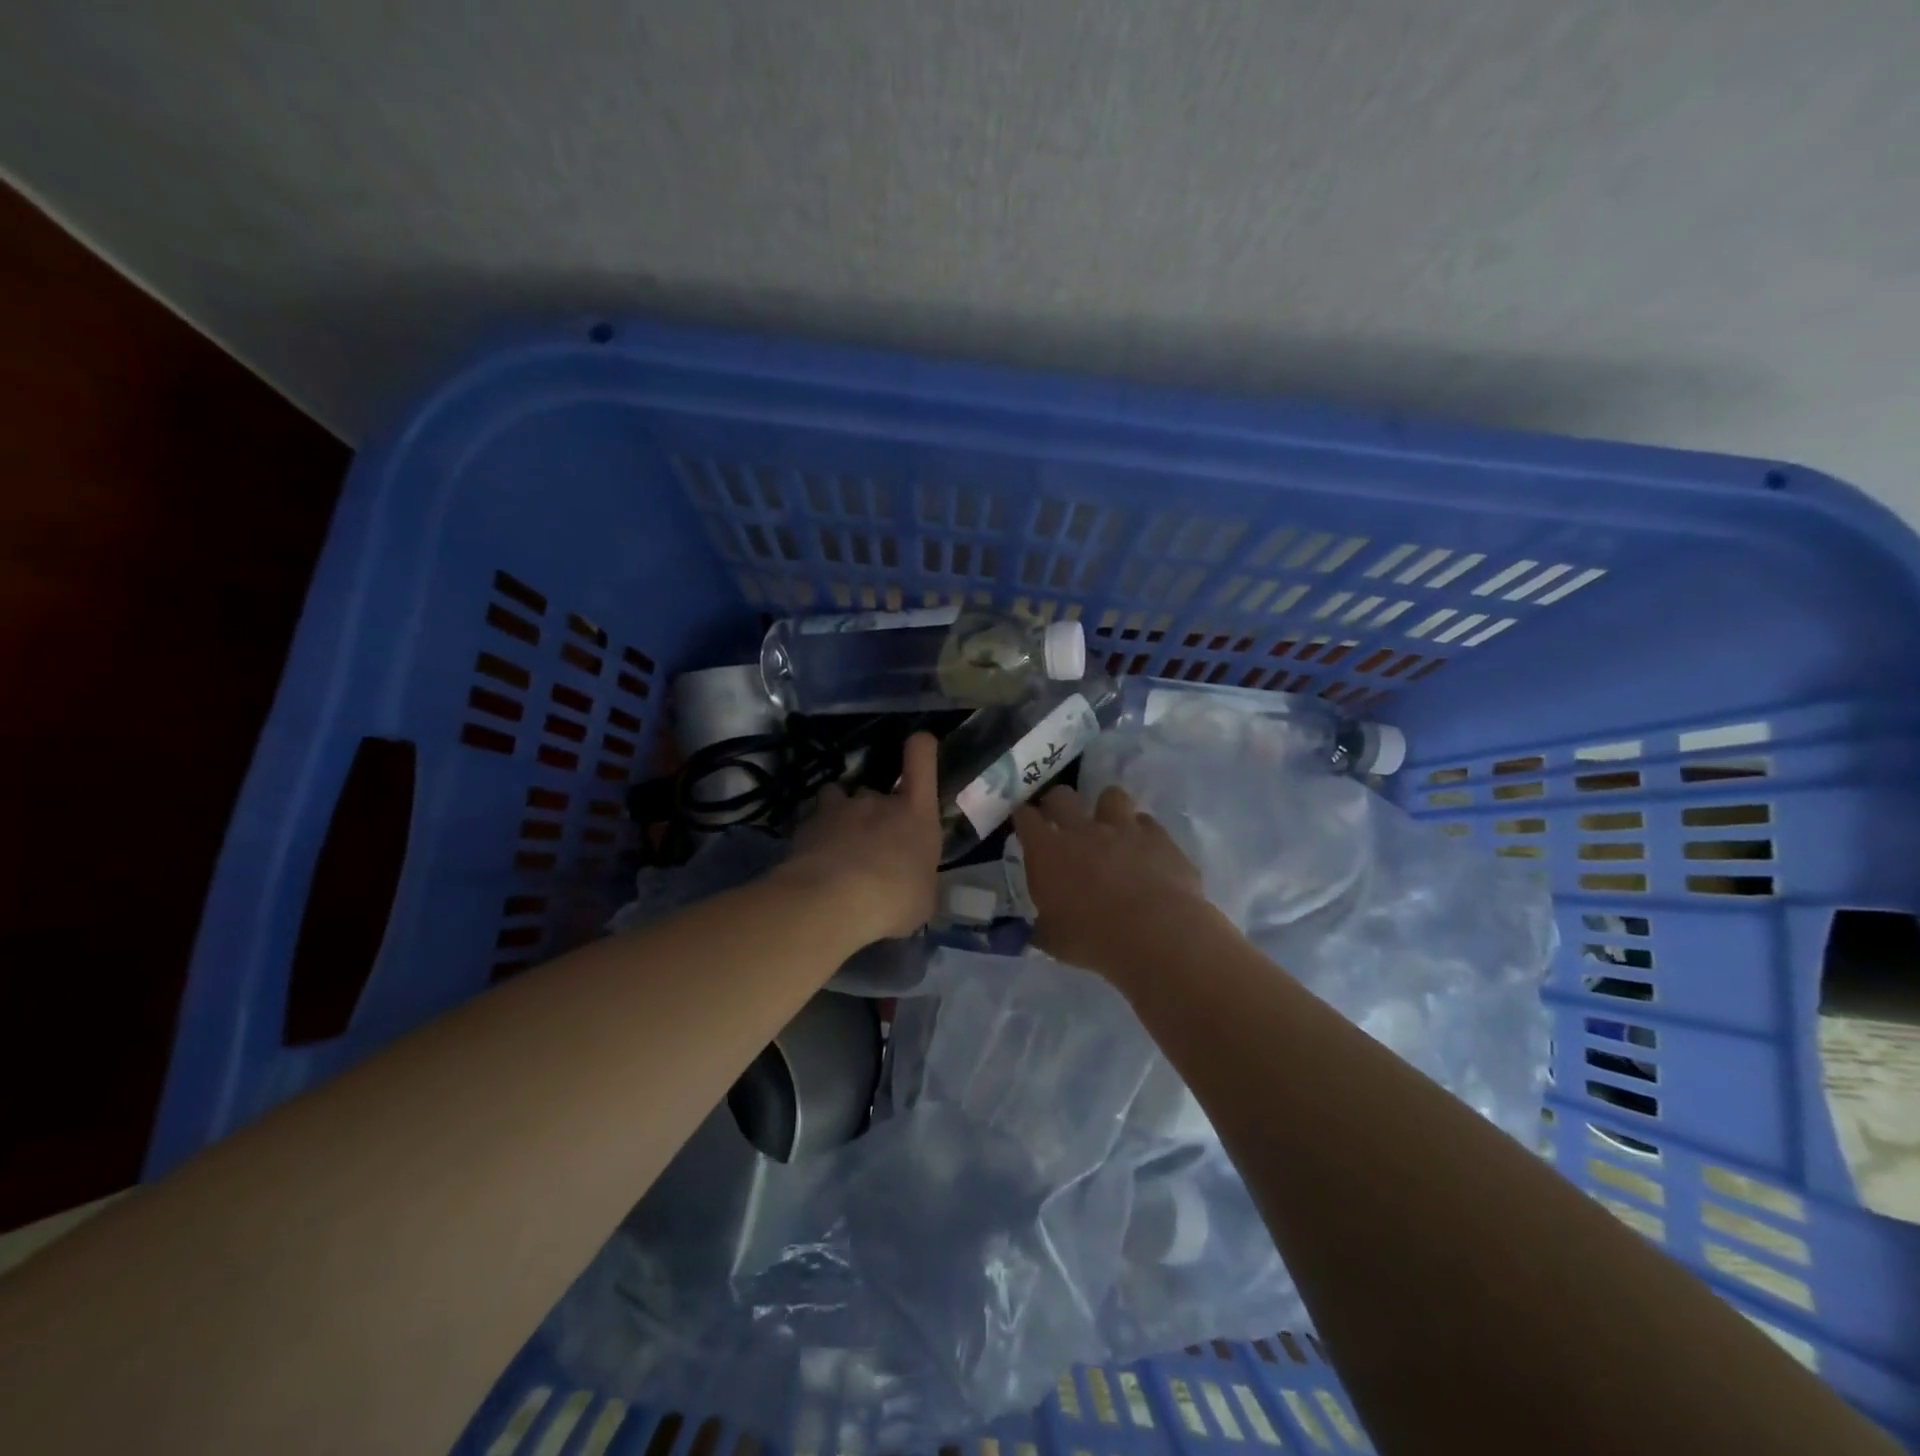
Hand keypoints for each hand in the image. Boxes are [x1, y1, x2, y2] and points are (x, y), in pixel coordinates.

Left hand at [778, 731, 942, 943]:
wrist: (832, 902)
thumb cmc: (894, 899)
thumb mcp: (922, 900)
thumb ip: (918, 883)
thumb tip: (913, 888)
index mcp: (915, 814)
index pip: (922, 759)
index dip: (921, 747)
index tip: (919, 744)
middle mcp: (877, 802)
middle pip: (875, 791)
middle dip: (874, 813)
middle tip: (872, 847)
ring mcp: (838, 810)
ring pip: (837, 799)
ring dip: (839, 816)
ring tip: (838, 846)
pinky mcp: (805, 827)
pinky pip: (812, 824)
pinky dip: (813, 838)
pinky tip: (813, 864)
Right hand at [1012, 784, 1218, 978]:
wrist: (1156, 936)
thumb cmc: (1093, 940)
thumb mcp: (1053, 940)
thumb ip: (1044, 925)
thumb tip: (1040, 928)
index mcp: (1048, 852)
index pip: (1025, 817)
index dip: (1023, 817)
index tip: (1025, 823)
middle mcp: (1082, 830)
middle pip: (1062, 796)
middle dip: (1057, 803)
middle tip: (1061, 819)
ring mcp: (1123, 829)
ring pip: (1110, 795)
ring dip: (1107, 809)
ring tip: (1111, 828)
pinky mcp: (1159, 837)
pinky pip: (1147, 822)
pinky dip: (1143, 833)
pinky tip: (1145, 851)